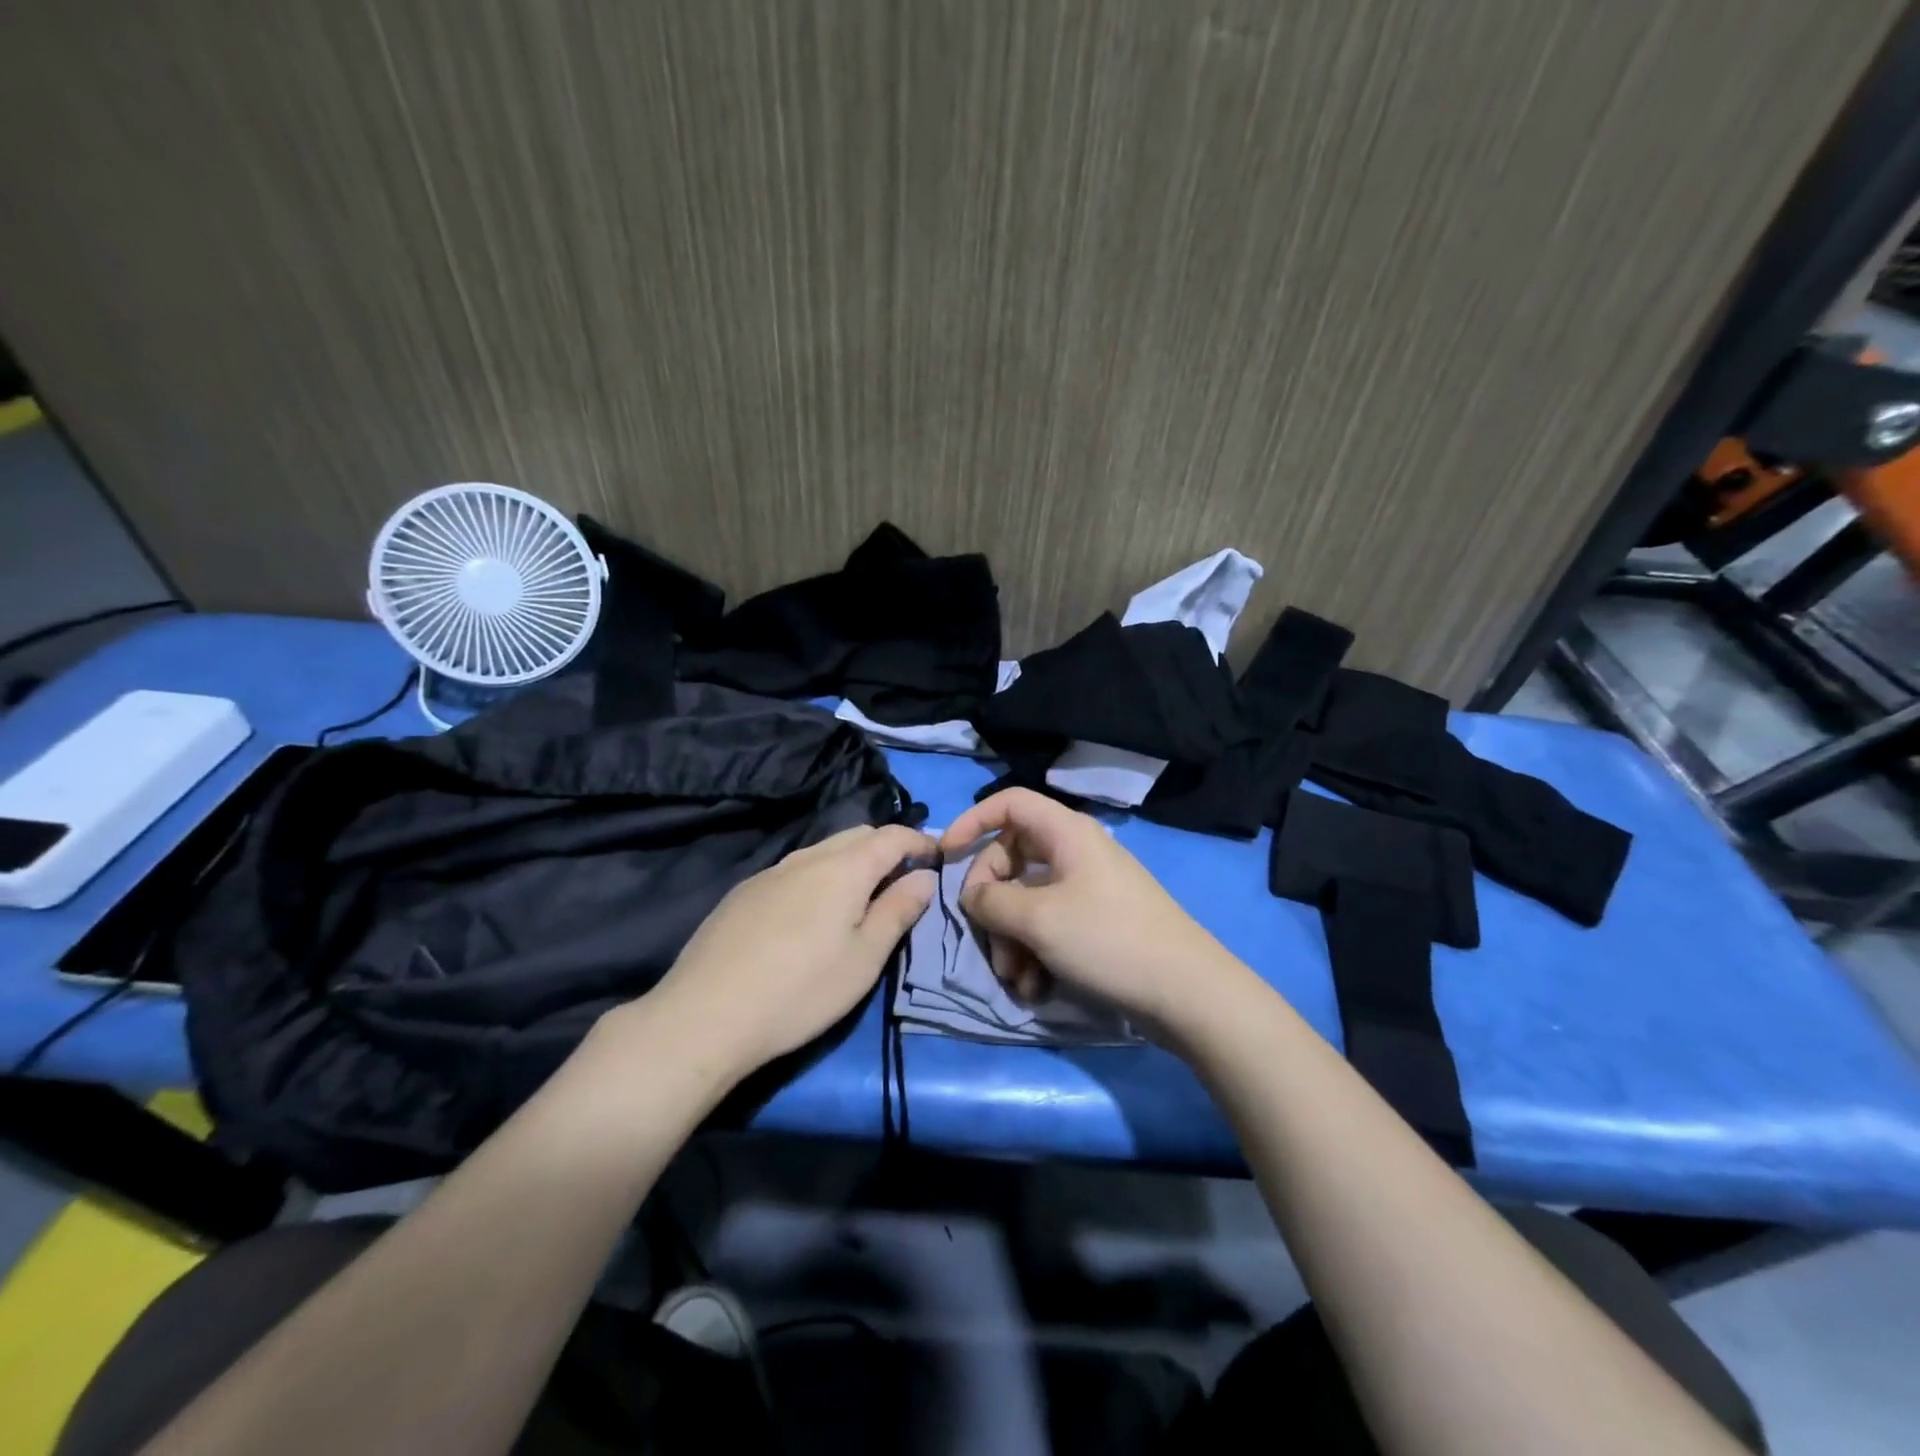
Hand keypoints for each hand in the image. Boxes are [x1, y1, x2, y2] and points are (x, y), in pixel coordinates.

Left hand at [641, 824, 937, 1078]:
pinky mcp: (743, 893)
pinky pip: (793, 871)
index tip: (937, 859)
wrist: (705, 1015)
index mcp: (844, 868)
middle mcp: (807, 857)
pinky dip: (817, 878)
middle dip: (886, 849)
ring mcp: (770, 872)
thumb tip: (924, 876)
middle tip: (901, 883)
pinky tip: (808, 917)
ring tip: (858, 901)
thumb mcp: (865, 958)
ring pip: (822, 851)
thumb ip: (898, 910)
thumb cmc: (801, 990)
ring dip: (850, 864)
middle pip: (857, 835)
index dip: (920, 842)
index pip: (892, 835)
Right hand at [939, 789, 1247, 1035]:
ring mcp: (1088, 888)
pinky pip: (1050, 924)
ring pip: (1028, 899)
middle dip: (993, 903)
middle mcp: (1076, 852)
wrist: (1186, 992)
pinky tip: (1036, 986)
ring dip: (1012, 938)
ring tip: (1016, 978)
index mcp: (1066, 833)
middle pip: (1012, 858)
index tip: (945, 853)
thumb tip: (972, 894)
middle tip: (988, 938)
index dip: (973, 820)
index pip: (1009, 803)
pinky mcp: (1096, 922)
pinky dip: (1035, 951)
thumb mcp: (1038, 919)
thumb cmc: (1108, 940)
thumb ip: (992, 900)